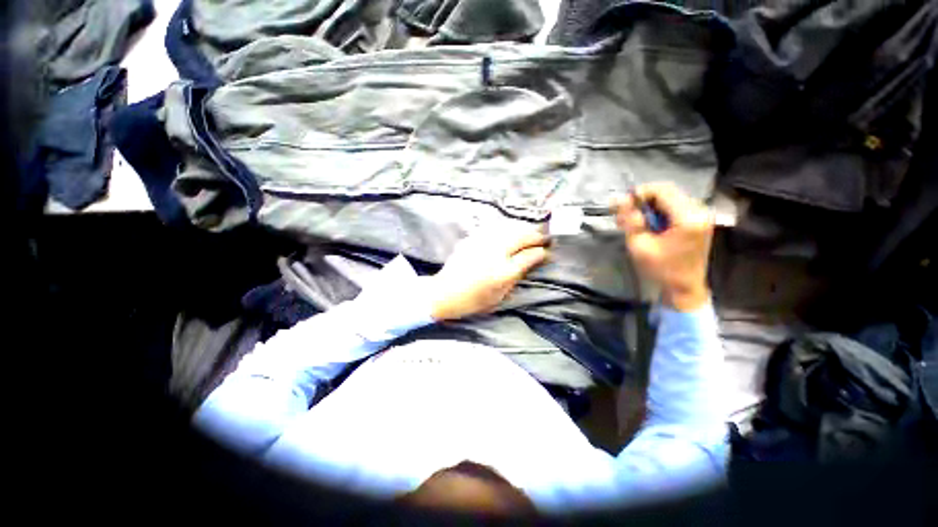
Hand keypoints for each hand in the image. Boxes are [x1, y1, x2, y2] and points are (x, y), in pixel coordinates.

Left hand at [425, 227, 549, 320]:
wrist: (445, 293)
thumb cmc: (474, 300)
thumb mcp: (499, 295)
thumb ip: (516, 276)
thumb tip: (531, 261)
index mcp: (503, 271)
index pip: (528, 256)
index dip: (540, 252)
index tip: (547, 251)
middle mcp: (495, 253)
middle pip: (520, 237)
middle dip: (535, 235)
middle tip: (544, 236)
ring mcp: (483, 243)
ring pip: (508, 229)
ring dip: (522, 228)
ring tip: (530, 230)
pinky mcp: (473, 239)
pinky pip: (494, 228)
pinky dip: (506, 227)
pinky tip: (509, 229)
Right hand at [614, 183, 713, 311]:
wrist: (684, 288)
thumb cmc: (661, 269)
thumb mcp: (639, 245)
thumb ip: (630, 220)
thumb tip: (619, 199)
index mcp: (688, 217)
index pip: (662, 190)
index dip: (640, 193)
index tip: (622, 205)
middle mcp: (699, 210)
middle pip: (667, 192)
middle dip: (643, 200)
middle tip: (625, 214)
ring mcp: (701, 215)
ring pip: (670, 198)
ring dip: (650, 206)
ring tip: (634, 221)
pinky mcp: (698, 220)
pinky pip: (675, 207)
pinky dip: (658, 212)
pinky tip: (648, 225)